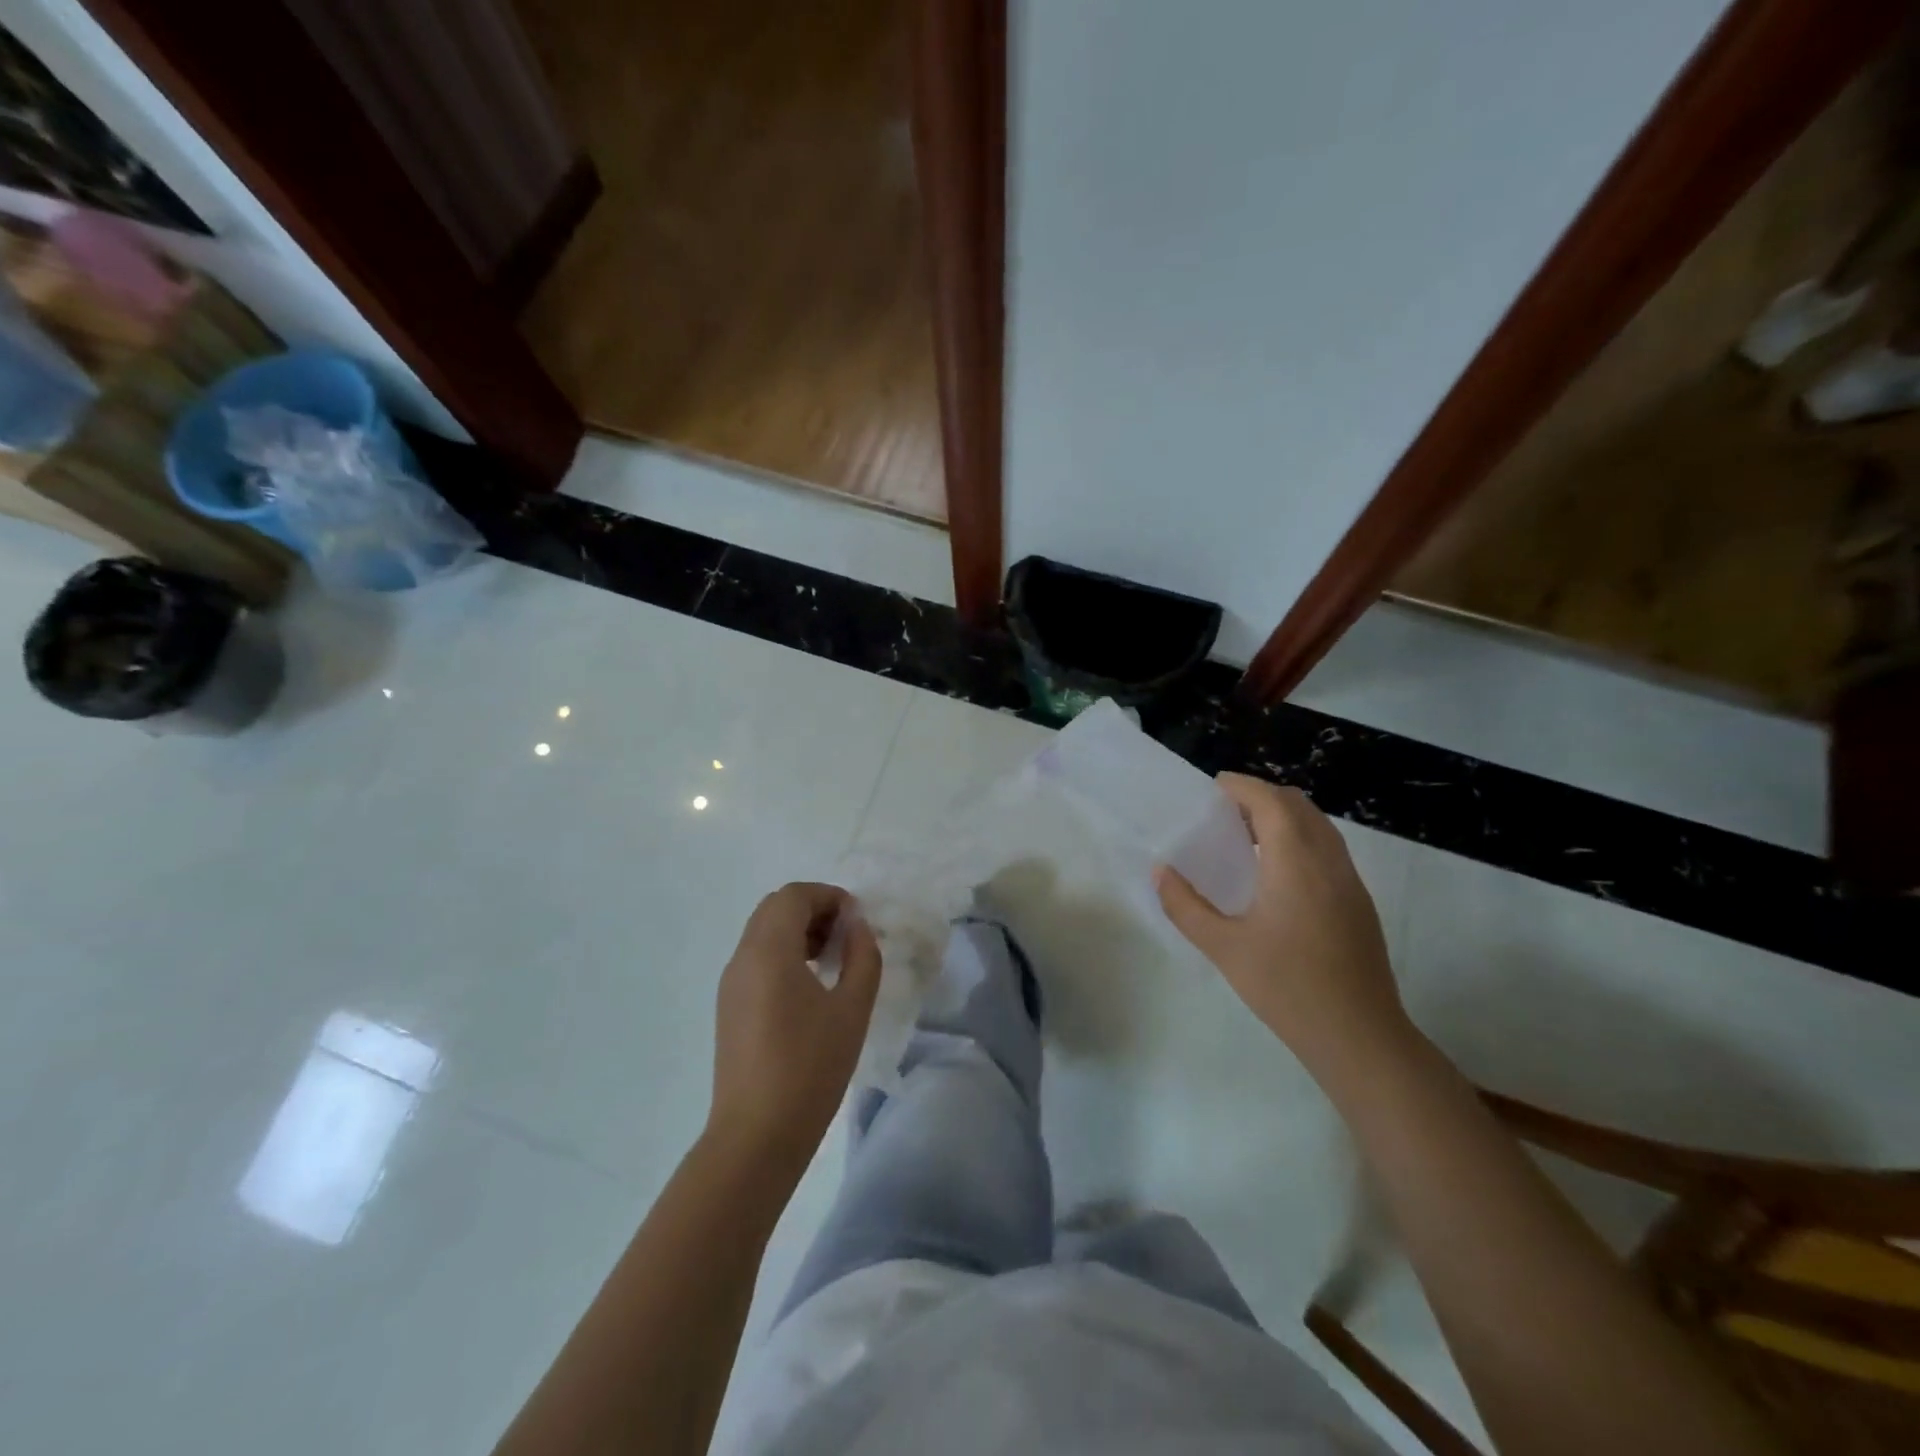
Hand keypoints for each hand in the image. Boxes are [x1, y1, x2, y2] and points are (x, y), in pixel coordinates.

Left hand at [708, 882, 881, 1169]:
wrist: (756, 1136)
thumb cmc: (810, 1067)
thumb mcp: (852, 1009)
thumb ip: (862, 957)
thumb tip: (857, 927)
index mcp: (768, 951)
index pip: (793, 896)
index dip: (829, 896)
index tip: (857, 921)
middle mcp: (742, 958)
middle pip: (775, 908)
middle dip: (814, 910)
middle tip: (847, 937)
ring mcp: (730, 984)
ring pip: (763, 933)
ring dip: (799, 932)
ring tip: (834, 961)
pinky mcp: (729, 1008)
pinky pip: (756, 960)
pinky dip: (784, 955)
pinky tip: (811, 988)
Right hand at [1155, 775, 1410, 1082]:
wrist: (1359, 1037)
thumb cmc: (1287, 988)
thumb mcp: (1224, 948)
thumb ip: (1186, 906)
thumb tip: (1161, 872)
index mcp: (1295, 863)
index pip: (1271, 802)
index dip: (1242, 786)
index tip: (1213, 787)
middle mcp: (1328, 862)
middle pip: (1299, 806)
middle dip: (1262, 797)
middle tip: (1225, 813)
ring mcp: (1350, 882)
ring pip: (1319, 826)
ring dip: (1284, 818)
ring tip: (1246, 838)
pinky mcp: (1359, 903)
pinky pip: (1329, 849)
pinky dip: (1300, 840)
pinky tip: (1276, 874)